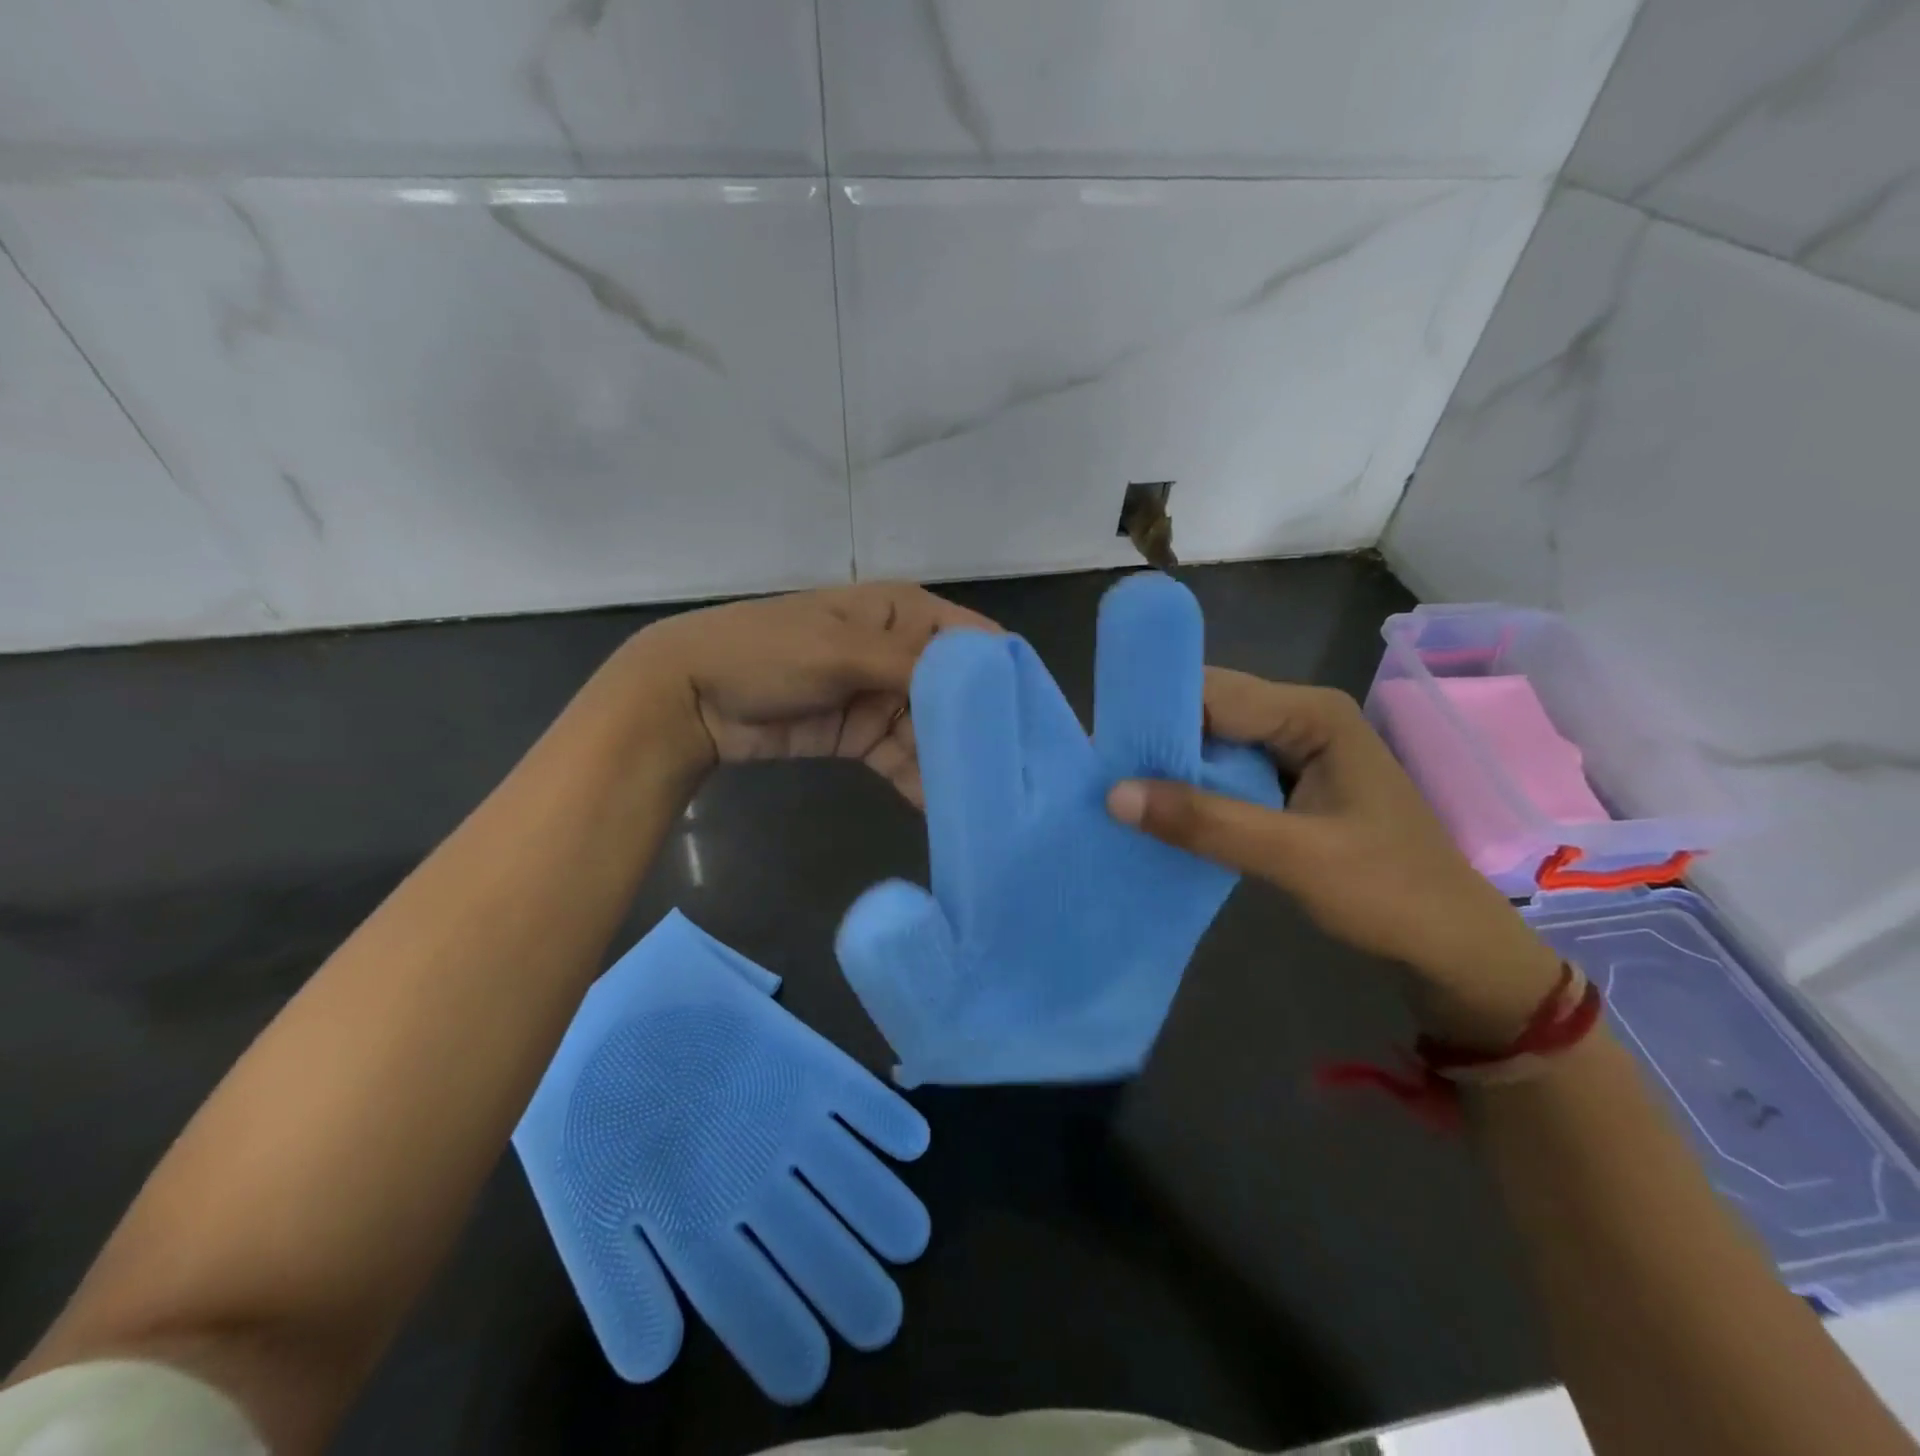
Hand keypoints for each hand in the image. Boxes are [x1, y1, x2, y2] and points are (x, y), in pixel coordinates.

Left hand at [622, 583, 996, 805]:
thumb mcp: (842, 651)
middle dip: (982, 730)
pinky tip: (940, 808)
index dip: (1005, 677)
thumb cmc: (767, 653)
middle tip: (1018, 776)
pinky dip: (919, 779)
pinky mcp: (862, 734)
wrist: (689, 696)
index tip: (1036, 721)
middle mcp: (901, 652)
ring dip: (952, 761)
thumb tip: (979, 682)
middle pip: (958, 692)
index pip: (974, 641)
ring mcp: (881, 696)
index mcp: (903, 613)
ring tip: (986, 800)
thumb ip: (912, 666)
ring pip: (933, 730)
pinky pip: (903, 757)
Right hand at [1105, 670, 1561, 1040]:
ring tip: (1117, 794)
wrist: (1453, 950)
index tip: (1102, 749)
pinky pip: (1225, 775)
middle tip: (1102, 776)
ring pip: (1213, 746)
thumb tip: (1113, 794)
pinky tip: (1160, 814)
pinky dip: (1193, 793)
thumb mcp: (1294, 857)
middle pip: (1209, 714)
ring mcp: (1295, 753)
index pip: (1214, 694)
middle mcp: (1300, 719)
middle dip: (1158, 743)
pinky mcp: (1287, 787)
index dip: (1157, 716)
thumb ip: (1206, 822)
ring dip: (1170, 770)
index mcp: (1312, 713)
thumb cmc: (1390, 893)